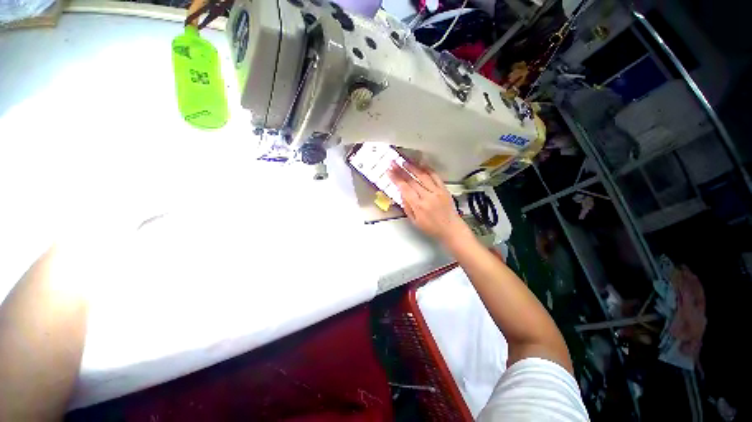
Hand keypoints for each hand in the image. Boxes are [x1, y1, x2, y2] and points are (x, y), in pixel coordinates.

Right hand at [387, 162, 469, 243]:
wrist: (451, 229)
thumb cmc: (431, 228)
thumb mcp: (415, 221)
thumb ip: (407, 206)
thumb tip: (401, 193)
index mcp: (419, 206)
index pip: (404, 188)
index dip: (396, 178)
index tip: (389, 171)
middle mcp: (428, 196)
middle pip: (412, 180)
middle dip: (401, 170)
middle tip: (393, 162)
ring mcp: (437, 191)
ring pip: (423, 175)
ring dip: (412, 167)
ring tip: (404, 161)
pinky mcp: (444, 189)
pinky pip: (435, 176)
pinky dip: (427, 169)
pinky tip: (421, 164)